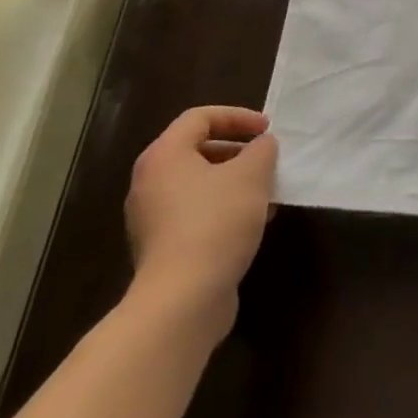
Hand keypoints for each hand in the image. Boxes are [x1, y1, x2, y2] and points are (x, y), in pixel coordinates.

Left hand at [125, 107, 277, 342]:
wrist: (182, 301)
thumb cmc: (216, 222)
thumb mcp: (253, 173)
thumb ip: (262, 149)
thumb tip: (261, 146)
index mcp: (163, 156)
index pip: (200, 118)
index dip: (237, 117)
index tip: (267, 130)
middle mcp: (150, 183)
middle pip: (197, 150)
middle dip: (238, 151)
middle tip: (266, 159)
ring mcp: (152, 219)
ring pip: (200, 185)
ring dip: (235, 182)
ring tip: (267, 192)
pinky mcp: (162, 250)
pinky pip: (196, 214)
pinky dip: (224, 209)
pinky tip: (253, 222)